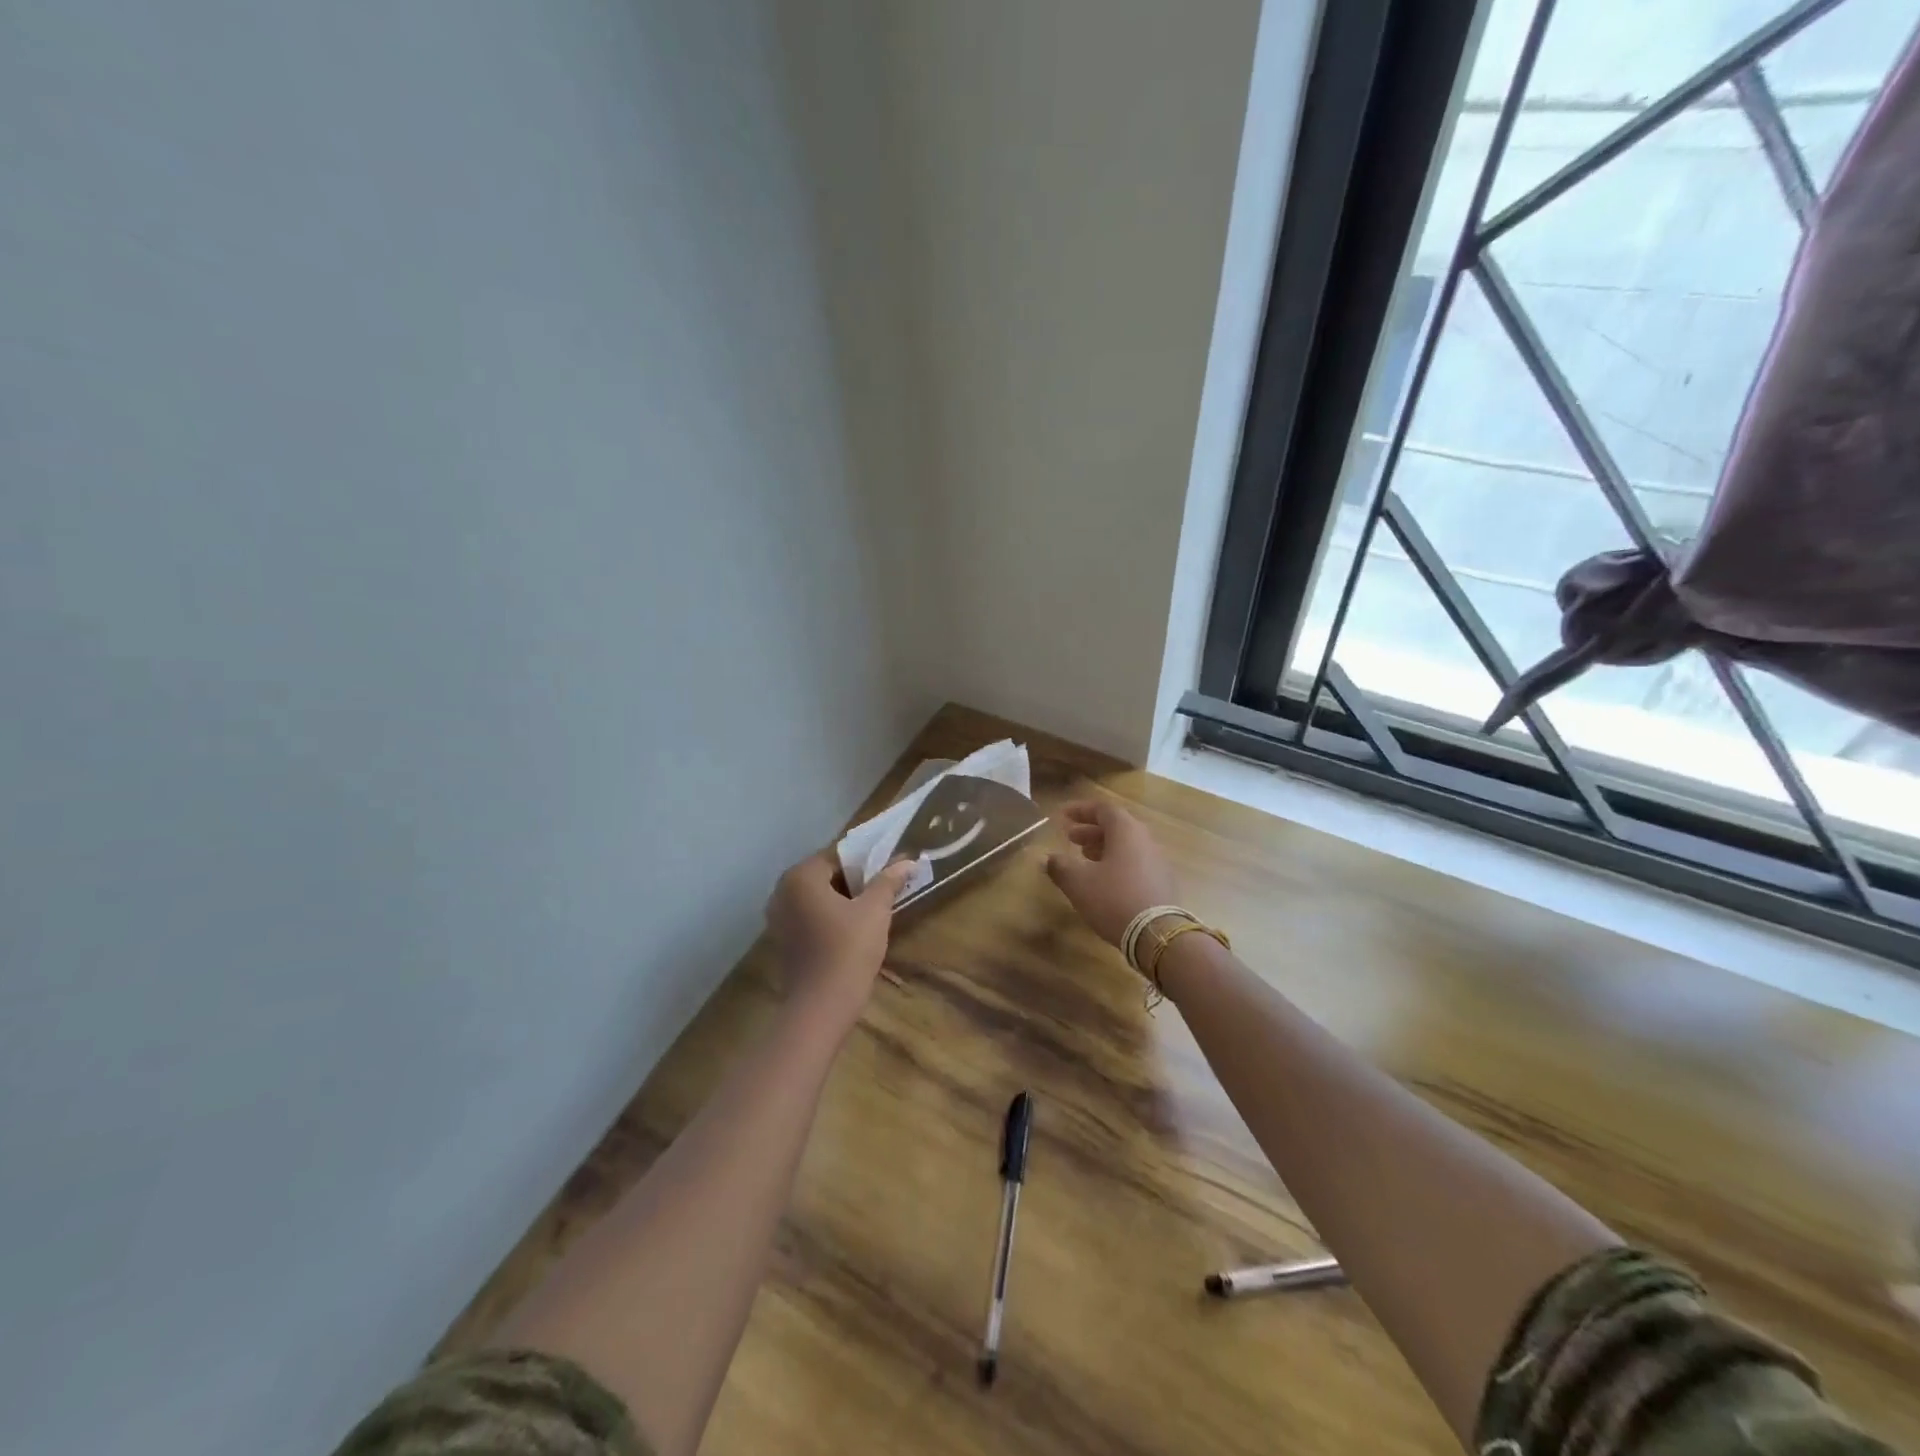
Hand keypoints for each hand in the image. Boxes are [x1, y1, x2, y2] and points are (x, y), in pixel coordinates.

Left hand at [765, 851, 913, 1026]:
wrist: (821, 1007)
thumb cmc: (848, 950)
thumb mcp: (875, 911)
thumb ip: (888, 881)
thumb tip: (908, 860)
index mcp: (800, 877)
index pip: (837, 855)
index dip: (865, 860)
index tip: (888, 869)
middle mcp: (782, 892)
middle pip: (825, 875)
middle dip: (854, 879)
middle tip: (884, 888)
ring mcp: (779, 918)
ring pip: (818, 897)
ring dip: (843, 899)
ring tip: (873, 907)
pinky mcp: (784, 940)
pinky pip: (810, 916)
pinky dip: (830, 916)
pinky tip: (853, 928)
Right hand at [1045, 799, 1177, 951]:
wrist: (1156, 935)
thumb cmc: (1113, 899)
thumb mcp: (1078, 882)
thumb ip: (1060, 866)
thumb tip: (1048, 858)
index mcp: (1126, 831)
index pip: (1103, 809)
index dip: (1081, 810)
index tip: (1063, 816)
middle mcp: (1145, 840)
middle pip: (1117, 826)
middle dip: (1090, 830)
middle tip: (1070, 837)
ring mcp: (1157, 861)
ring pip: (1127, 846)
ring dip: (1103, 847)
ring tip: (1084, 858)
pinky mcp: (1162, 882)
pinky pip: (1135, 862)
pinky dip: (1117, 863)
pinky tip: (1104, 880)